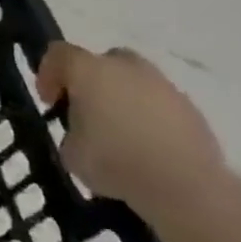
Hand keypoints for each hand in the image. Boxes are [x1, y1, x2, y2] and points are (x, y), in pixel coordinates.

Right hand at [36, 42, 228, 218]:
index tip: (50, 102)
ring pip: (136, 82)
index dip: (48, 74)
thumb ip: (71, 131)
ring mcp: (165, 87)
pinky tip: (148, 147)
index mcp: (89, 70)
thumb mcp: (70, 151)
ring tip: (120, 134)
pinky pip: (160, 105)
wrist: (186, 187)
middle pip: (104, 60)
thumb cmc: (114, 161)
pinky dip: (150, 118)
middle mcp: (127, 68)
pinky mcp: (192, 111)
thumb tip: (83, 133)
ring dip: (124, 99)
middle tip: (86, 110)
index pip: (59, 54)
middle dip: (92, 80)